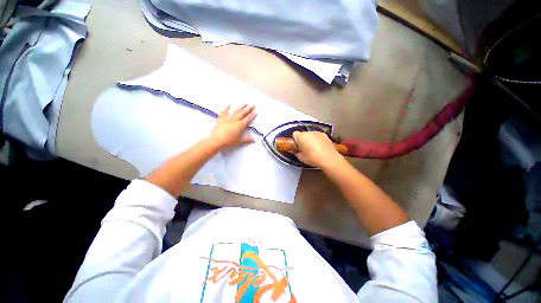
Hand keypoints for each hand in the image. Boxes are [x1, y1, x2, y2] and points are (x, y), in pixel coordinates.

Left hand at [210, 104, 256, 147]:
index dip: (252, 115)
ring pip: (236, 111)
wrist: (217, 140)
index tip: (255, 111)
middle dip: (249, 108)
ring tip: (245, 103)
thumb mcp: (239, 141)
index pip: (248, 119)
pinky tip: (228, 104)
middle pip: (243, 113)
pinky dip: (226, 108)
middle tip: (252, 104)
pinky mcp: (221, 118)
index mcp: (240, 125)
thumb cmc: (229, 141)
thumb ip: (247, 139)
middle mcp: (235, 120)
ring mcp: (228, 118)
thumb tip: (253, 140)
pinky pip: (224, 111)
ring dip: (241, 107)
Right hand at [292, 131, 343, 167]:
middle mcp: (308, 132)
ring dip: (310, 139)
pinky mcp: (324, 135)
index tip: (297, 146)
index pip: (294, 134)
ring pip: (310, 134)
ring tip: (313, 148)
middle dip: (302, 139)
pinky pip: (317, 136)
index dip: (295, 139)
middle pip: (302, 134)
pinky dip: (317, 139)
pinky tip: (320, 147)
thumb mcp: (301, 158)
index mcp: (301, 137)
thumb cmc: (312, 158)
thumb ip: (295, 153)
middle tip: (304, 148)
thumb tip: (293, 150)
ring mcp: (317, 132)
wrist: (329, 159)